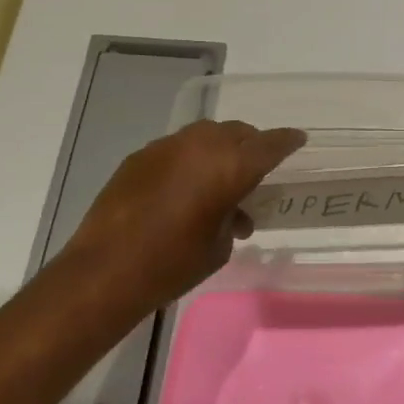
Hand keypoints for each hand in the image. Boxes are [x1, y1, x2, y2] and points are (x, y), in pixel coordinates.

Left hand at [49, 120, 304, 327]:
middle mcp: (200, 146)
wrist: (105, 271)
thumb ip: (233, 218)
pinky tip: (183, 189)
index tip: (298, 140)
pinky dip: (189, 161)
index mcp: (229, 166)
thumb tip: (231, 212)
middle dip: (251, 146)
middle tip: (256, 170)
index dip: (287, 142)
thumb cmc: (173, 264)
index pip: (270, 145)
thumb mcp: (219, 247)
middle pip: (237, 133)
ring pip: (205, 136)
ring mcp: (166, 147)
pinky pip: (177, 149)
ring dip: (219, 152)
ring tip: (218, 183)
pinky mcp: (139, 157)